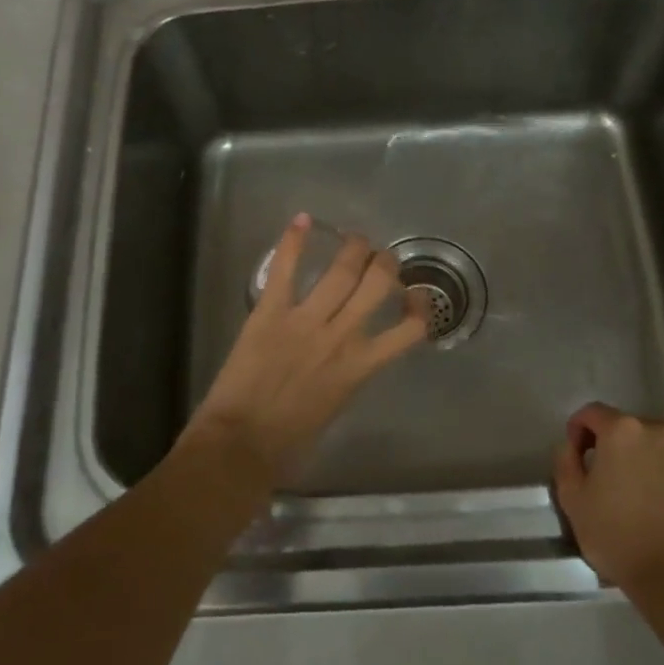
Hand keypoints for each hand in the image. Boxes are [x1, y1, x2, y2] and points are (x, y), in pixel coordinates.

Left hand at [185, 215, 428, 487]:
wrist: (242, 444)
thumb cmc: (289, 440)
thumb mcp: (334, 408)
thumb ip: (347, 376)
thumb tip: (348, 360)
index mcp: (360, 366)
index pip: (409, 330)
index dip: (421, 307)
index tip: (415, 295)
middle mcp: (341, 336)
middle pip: (377, 285)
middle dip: (385, 263)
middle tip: (381, 257)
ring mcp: (306, 320)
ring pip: (341, 271)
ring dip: (353, 248)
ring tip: (355, 238)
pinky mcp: (270, 312)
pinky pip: (285, 270)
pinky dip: (294, 242)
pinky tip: (303, 220)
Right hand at [552, 402, 663, 590]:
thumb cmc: (618, 538)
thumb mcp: (573, 501)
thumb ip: (566, 462)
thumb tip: (571, 447)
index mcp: (624, 431)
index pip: (592, 413)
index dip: (577, 431)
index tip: (576, 457)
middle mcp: (661, 432)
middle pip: (627, 429)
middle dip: (612, 448)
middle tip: (604, 481)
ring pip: (655, 449)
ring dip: (641, 463)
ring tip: (635, 499)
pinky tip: (661, 512)